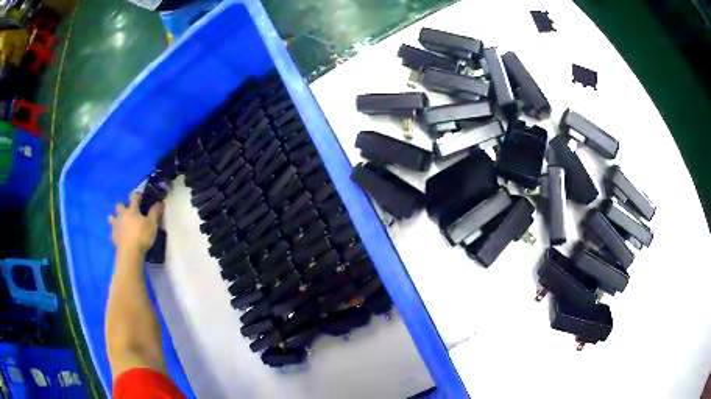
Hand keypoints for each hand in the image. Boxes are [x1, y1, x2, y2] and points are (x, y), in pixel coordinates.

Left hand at [108, 192, 163, 254]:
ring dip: (115, 218)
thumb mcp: (152, 224)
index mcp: (132, 210)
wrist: (130, 252)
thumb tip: (160, 202)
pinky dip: (116, 232)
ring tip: (120, 223)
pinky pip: (113, 231)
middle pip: (119, 205)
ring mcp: (116, 225)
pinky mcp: (113, 236)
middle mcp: (122, 214)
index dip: (137, 195)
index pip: (133, 196)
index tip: (141, 198)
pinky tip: (120, 237)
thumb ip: (155, 212)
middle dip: (123, 206)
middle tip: (128, 212)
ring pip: (111, 217)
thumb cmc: (142, 236)